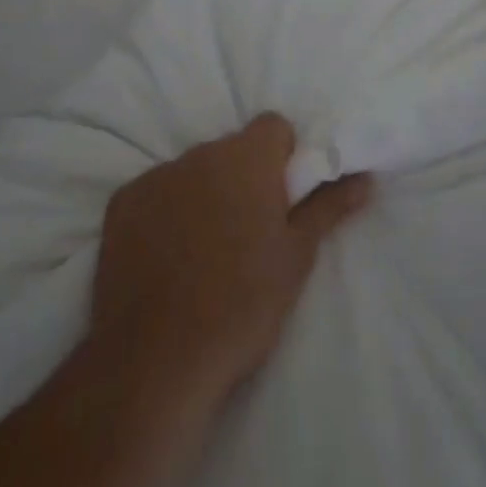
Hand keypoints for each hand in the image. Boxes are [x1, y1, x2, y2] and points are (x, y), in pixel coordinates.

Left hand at [91, 114, 371, 413]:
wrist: (157, 360)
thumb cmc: (243, 305)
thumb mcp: (296, 257)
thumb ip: (329, 207)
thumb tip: (365, 177)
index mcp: (245, 158)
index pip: (273, 126)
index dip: (283, 157)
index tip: (283, 199)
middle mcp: (198, 154)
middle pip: (232, 150)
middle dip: (244, 178)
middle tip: (250, 232)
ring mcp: (154, 177)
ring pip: (193, 172)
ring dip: (205, 194)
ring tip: (207, 252)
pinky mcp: (120, 204)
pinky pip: (156, 193)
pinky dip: (166, 213)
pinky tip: (168, 259)